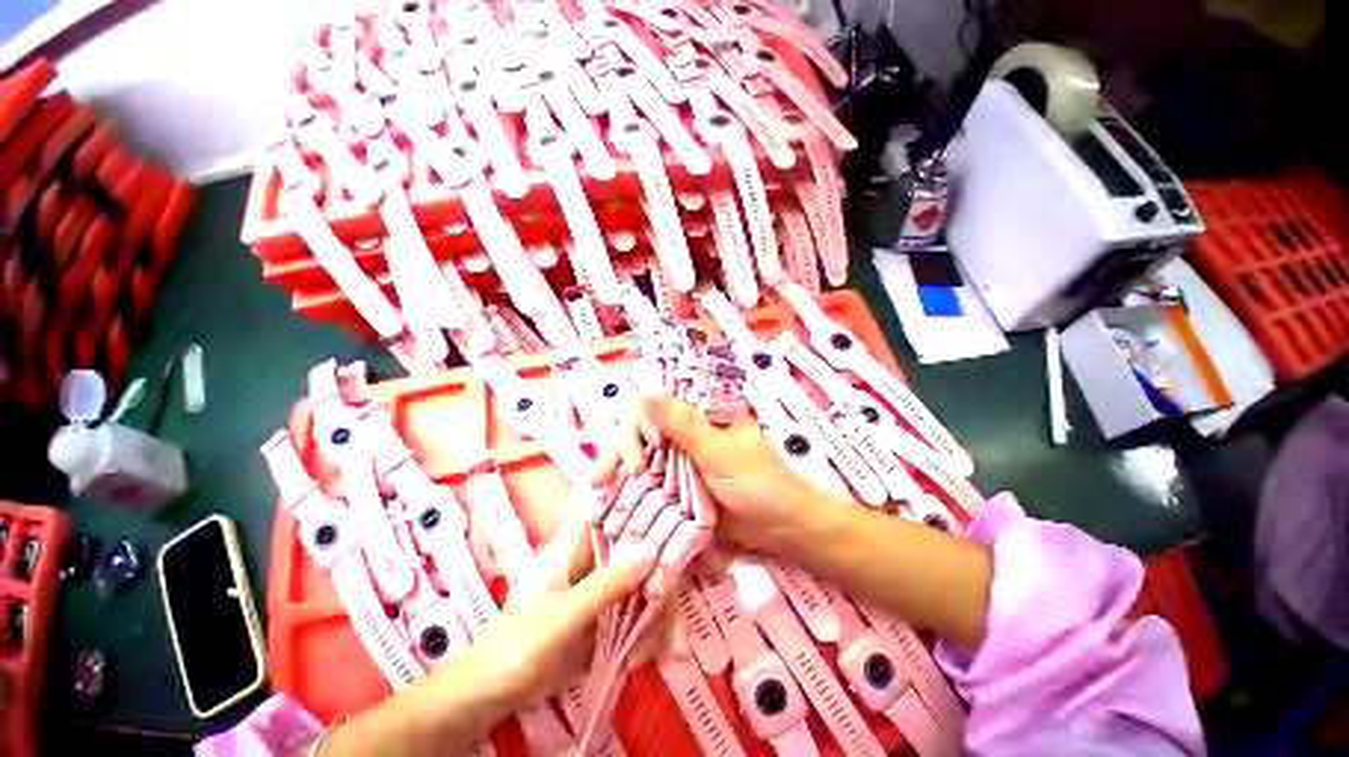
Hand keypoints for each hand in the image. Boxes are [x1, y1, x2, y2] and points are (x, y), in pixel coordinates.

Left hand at [457, 518, 656, 709]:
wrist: (493, 693)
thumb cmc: (517, 645)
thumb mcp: (563, 615)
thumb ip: (607, 584)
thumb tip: (652, 548)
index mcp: (578, 543)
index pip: (618, 512)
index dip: (649, 512)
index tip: (678, 530)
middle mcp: (595, 557)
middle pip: (641, 552)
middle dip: (663, 584)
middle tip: (676, 620)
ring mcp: (603, 586)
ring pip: (645, 584)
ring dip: (662, 617)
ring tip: (673, 650)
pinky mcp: (608, 614)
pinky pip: (640, 613)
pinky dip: (651, 634)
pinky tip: (650, 658)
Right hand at [595, 394, 829, 552]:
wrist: (781, 530)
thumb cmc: (759, 484)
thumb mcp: (719, 453)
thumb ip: (683, 424)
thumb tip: (646, 390)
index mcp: (704, 411)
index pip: (661, 400)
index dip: (641, 419)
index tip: (642, 448)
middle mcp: (689, 429)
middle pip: (645, 426)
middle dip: (622, 446)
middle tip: (606, 474)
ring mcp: (683, 457)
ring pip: (643, 451)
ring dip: (621, 466)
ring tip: (601, 486)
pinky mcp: (681, 483)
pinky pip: (651, 478)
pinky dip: (632, 486)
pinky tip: (613, 496)